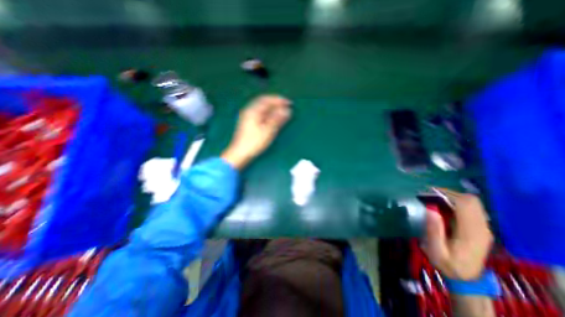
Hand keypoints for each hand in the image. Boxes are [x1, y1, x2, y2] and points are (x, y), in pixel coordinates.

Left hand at [221, 94, 290, 168]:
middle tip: (286, 106)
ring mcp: (247, 116)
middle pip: (263, 102)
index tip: (289, 103)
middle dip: (275, 102)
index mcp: (253, 111)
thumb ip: (277, 119)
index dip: (279, 100)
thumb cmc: (254, 142)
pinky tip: (271, 117)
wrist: (240, 153)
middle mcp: (249, 111)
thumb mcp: (268, 130)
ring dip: (272, 107)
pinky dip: (267, 113)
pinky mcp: (247, 122)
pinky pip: (259, 113)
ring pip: (261, 107)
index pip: (267, 100)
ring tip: (281, 111)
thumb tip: (286, 110)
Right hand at [421, 188, 492, 279]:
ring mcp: (483, 226)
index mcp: (471, 232)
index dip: (447, 194)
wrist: (467, 278)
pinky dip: (455, 202)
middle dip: (449, 193)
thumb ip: (433, 230)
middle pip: (471, 200)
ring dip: (452, 196)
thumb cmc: (447, 264)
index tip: (429, 193)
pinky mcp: (480, 226)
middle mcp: (481, 227)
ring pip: (471, 202)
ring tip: (434, 199)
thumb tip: (430, 208)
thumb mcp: (435, 250)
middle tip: (429, 195)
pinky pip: (470, 207)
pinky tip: (443, 206)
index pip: (465, 204)